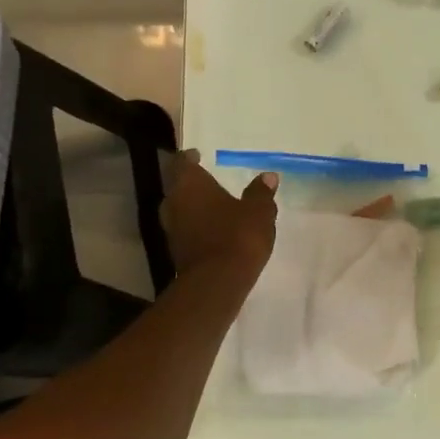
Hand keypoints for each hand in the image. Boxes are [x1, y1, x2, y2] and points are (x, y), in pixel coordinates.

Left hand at [161, 150, 277, 280]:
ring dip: (194, 208)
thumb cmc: (237, 236)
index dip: (190, 158)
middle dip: (193, 185)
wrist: (217, 283)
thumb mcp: (258, 211)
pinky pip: (186, 232)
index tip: (198, 156)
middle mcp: (173, 202)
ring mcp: (171, 229)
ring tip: (215, 208)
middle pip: (178, 187)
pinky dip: (197, 228)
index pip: (183, 162)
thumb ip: (261, 192)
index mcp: (189, 184)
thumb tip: (268, 176)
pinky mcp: (176, 253)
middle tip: (210, 182)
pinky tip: (214, 232)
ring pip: (180, 210)